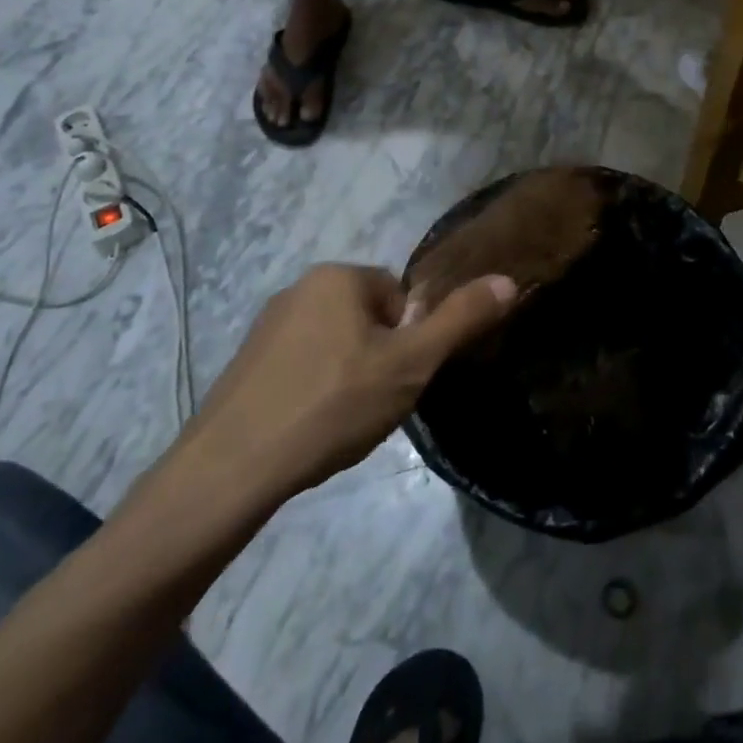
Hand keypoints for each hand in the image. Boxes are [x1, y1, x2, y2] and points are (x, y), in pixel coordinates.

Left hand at [177, 265, 516, 499]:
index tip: (398, 381)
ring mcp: (267, 325)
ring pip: (334, 344)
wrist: (233, 466)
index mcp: (338, 276)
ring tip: (341, 422)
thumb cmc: (333, 404)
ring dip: (348, 376)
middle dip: (379, 358)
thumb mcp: (410, 364)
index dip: (408, 342)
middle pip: (367, 319)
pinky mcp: (246, 362)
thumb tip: (508, 279)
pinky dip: (314, 390)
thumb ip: (460, 320)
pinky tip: (309, 428)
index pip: (398, 298)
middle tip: (373, 405)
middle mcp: (299, 287)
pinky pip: (300, 366)